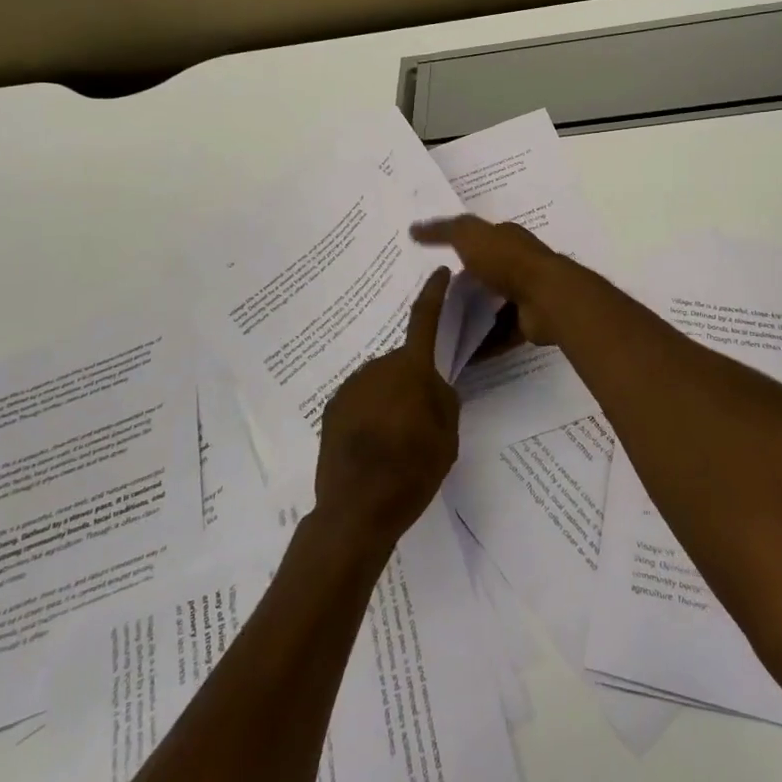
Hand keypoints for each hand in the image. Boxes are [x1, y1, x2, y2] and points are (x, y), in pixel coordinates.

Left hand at [313, 268, 459, 549]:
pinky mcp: (332, 407)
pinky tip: (372, 444)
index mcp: (412, 369)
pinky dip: (370, 412)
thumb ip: (444, 400)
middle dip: (413, 380)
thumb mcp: (448, 436)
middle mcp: (378, 367)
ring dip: (390, 397)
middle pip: (404, 363)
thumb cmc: (413, 471)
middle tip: (422, 418)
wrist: (356, 509)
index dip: (434, 293)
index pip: (425, 319)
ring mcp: (351, 386)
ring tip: (395, 439)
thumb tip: (433, 386)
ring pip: (381, 381)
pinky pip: (361, 399)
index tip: (439, 272)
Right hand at [411, 216, 570, 346]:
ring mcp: (524, 295)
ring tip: (438, 332)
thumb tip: (413, 228)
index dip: (456, 248)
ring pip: (491, 308)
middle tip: (428, 303)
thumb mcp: (470, 236)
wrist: (547, 297)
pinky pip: (500, 335)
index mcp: (506, 239)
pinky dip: (483, 344)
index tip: (429, 264)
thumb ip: (443, 231)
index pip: (478, 241)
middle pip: (483, 277)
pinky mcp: (527, 324)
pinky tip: (459, 353)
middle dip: (460, 288)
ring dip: (470, 319)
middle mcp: (517, 264)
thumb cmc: (507, 261)